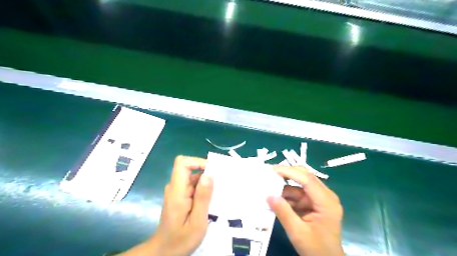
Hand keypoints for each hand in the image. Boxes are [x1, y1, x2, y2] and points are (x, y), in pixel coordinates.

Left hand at [121, 156, 213, 255]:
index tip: (212, 171)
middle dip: (207, 173)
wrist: (165, 252)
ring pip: (194, 178)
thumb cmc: (180, 240)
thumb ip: (202, 198)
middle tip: (222, 185)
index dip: (197, 161)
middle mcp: (175, 187)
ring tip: (220, 194)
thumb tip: (208, 175)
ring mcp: (177, 192)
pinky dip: (204, 189)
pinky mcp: (180, 196)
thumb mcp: (197, 222)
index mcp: (177, 191)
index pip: (182, 163)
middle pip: (190, 169)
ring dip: (207, 183)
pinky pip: (193, 186)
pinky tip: (212, 201)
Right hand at [269, 166, 342, 255]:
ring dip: (284, 187)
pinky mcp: (314, 204)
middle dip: (287, 174)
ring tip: (267, 186)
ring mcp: (319, 200)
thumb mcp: (297, 232)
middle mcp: (325, 196)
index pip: (307, 179)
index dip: (289, 172)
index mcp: (326, 202)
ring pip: (299, 186)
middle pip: (305, 178)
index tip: (272, 169)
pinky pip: (298, 195)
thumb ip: (283, 212)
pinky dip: (286, 196)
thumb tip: (268, 195)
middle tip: (269, 173)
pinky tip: (275, 198)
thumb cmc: (316, 249)